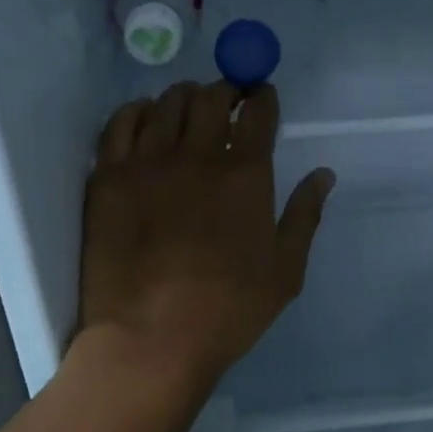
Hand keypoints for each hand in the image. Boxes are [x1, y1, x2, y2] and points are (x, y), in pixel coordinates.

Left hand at [79, 81, 334, 389]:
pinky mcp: (108, 178)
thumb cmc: (228, 311)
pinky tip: (146, 118)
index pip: (258, 113)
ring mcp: (148, 163)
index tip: (262, 96)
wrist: (150, 340)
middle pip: (212, 98)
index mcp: (246, 175)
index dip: (263, 97)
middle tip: (229, 101)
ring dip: (185, 97)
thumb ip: (305, 216)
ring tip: (190, 109)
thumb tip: (324, 174)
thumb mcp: (285, 272)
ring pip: (167, 103)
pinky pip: (120, 123)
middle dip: (226, 91)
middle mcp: (198, 156)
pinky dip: (138, 111)